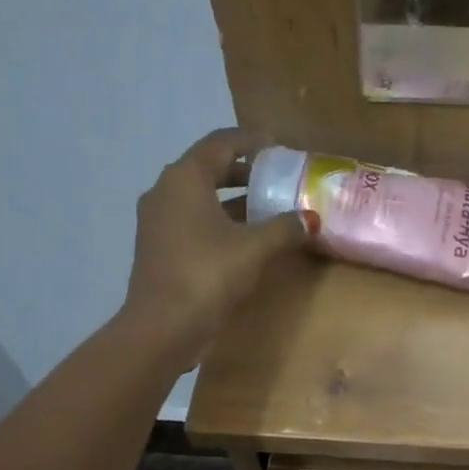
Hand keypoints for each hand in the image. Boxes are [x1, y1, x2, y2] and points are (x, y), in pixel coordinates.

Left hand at [123, 128, 309, 357]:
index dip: (252, 142)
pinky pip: (193, 223)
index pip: (221, 143)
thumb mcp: (254, 249)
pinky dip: (219, 223)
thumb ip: (284, 228)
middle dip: (244, 173)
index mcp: (185, 178)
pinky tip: (244, 241)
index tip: (278, 147)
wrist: (163, 327)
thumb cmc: (207, 275)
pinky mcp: (159, 249)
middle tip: (277, 180)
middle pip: (209, 170)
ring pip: (200, 199)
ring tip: (267, 211)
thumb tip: (310, 219)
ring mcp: (158, 222)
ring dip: (232, 202)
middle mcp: (165, 191)